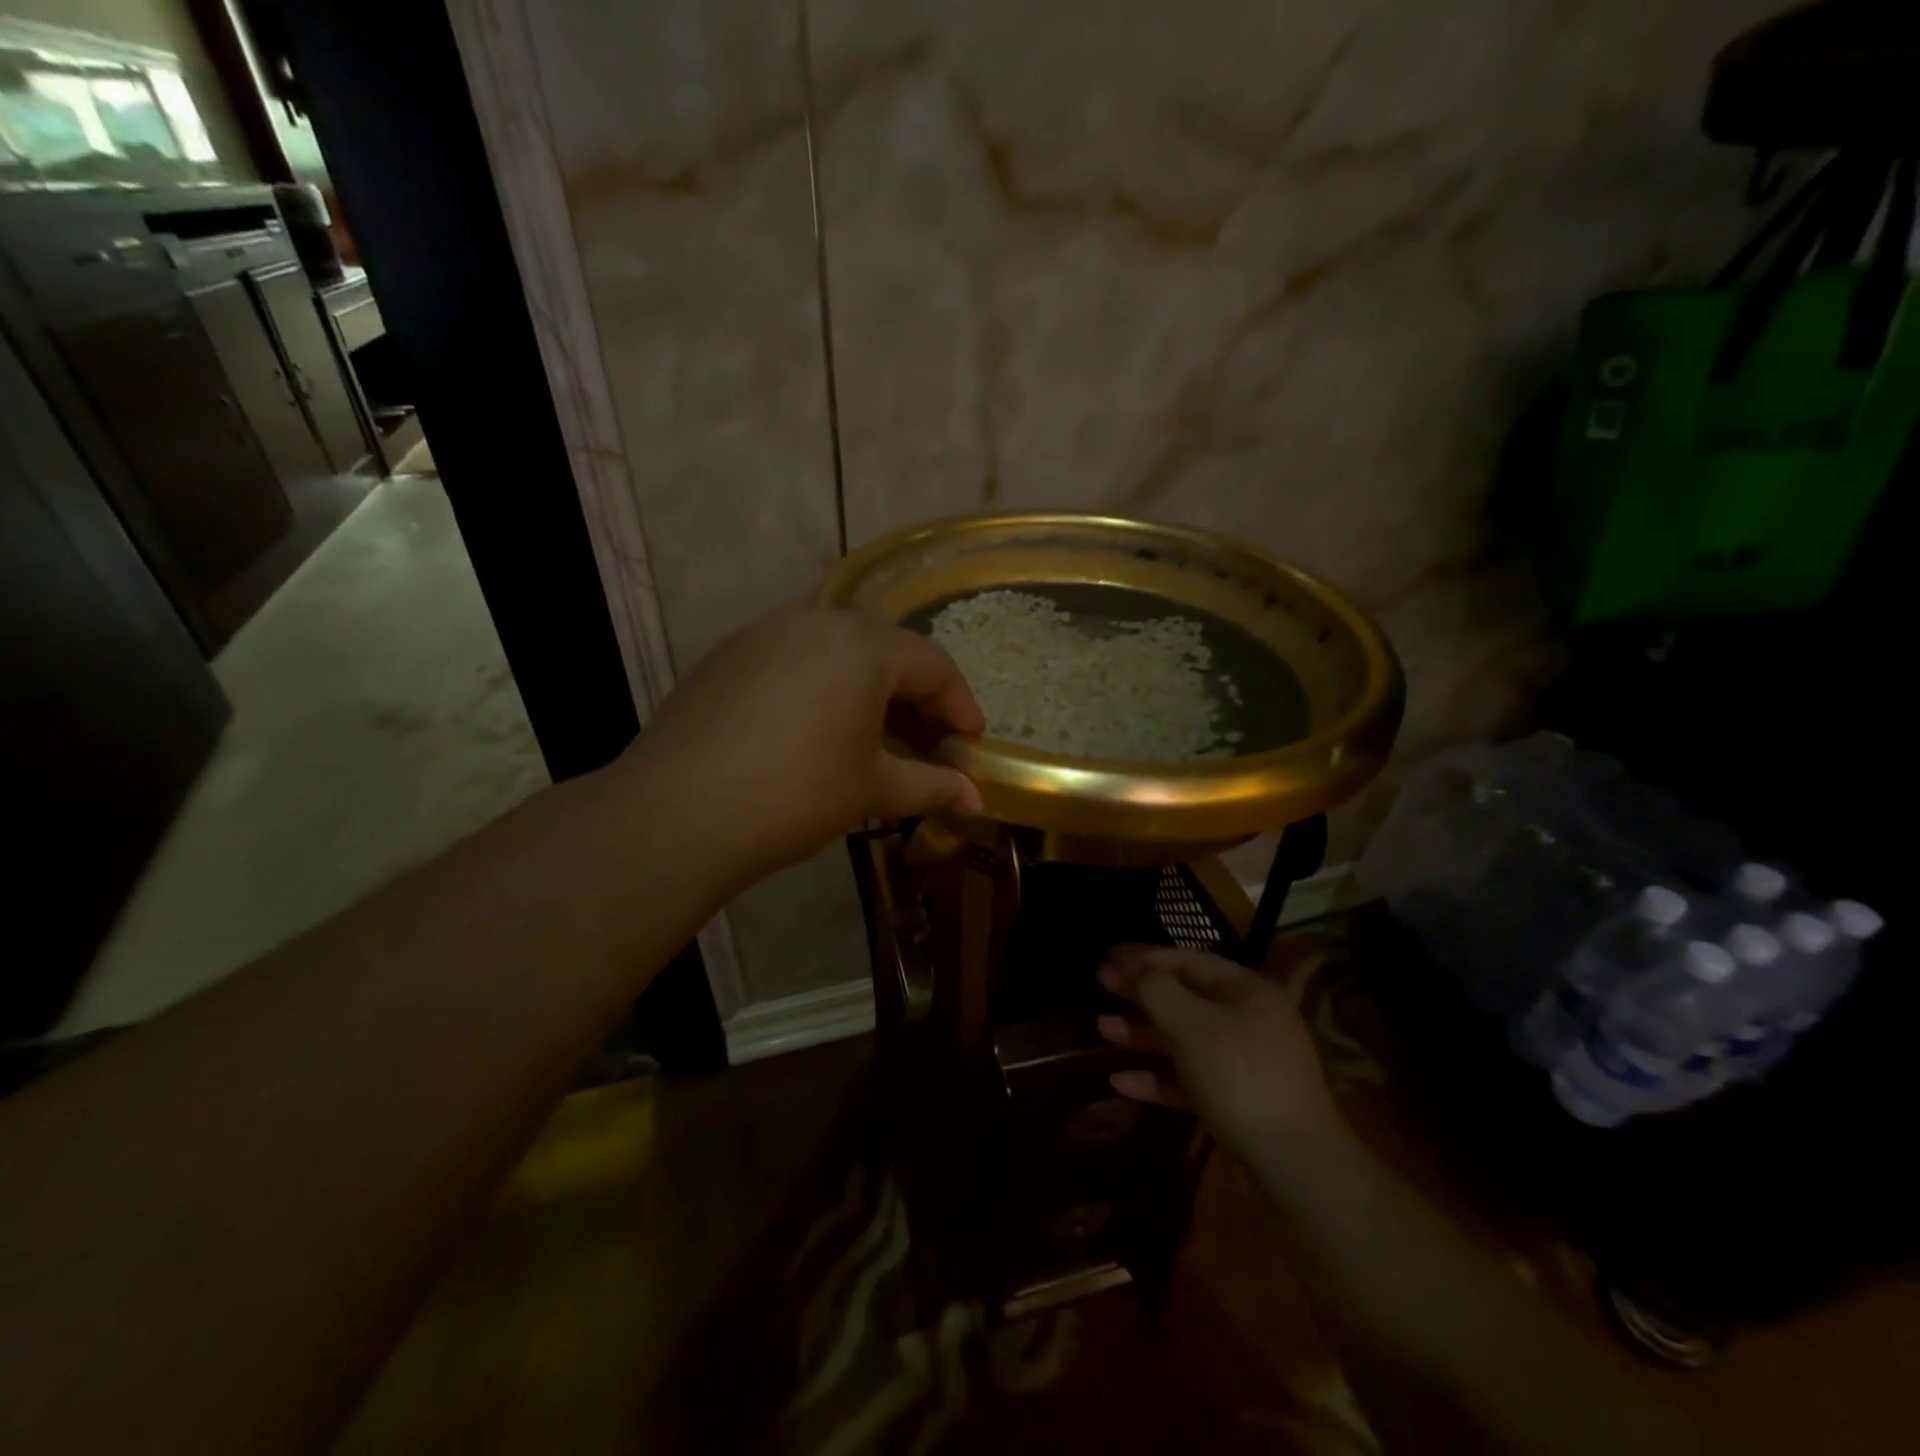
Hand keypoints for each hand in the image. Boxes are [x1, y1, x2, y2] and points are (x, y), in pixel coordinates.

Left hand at [620, 606, 985, 879]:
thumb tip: (977, 801)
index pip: (932, 664)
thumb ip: (932, 786)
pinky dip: (823, 684)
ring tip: (875, 734)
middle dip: (916, 693)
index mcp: (862, 646)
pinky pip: (795, 657)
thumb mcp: (873, 789)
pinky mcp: (729, 654)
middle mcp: (816, 621)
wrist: (677, 812)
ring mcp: (766, 632)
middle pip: (886, 648)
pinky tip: (817, 727)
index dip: (959, 704)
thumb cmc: (796, 795)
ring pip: (838, 648)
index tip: (971, 742)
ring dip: (869, 685)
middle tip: (927, 740)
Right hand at [1097, 944, 1346, 1155]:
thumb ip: (1156, 989)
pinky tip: (1121, 1082)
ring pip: (1184, 1039)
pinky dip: (1157, 1077)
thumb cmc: (1240, 1077)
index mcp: (1246, 991)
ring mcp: (1244, 1065)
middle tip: (1100, 986)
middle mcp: (1248, 1021)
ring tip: (1102, 1029)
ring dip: (1143, 1033)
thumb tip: (1133, 968)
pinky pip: (1189, 1080)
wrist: (1294, 1166)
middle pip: (1185, 998)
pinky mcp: (1236, 1104)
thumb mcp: (1191, 1024)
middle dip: (1141, 993)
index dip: (1145, 956)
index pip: (1188, 960)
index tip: (1107, 956)